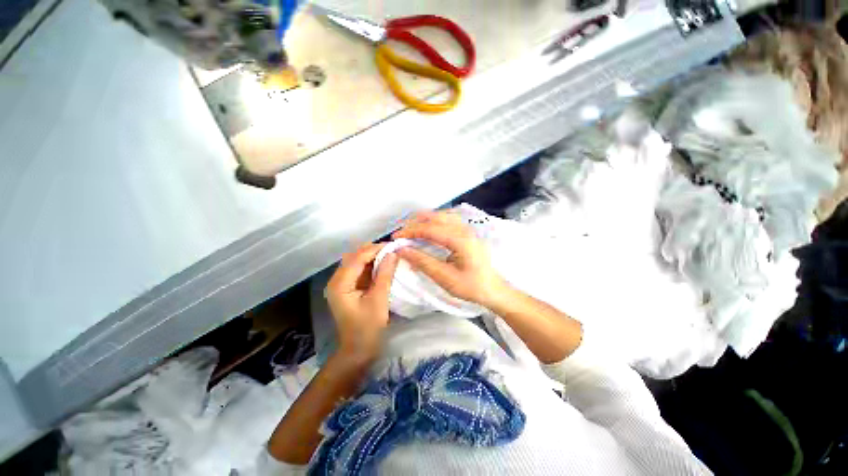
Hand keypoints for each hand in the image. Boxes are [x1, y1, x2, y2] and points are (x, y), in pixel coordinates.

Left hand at [325, 243, 398, 360]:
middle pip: (354, 257)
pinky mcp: (348, 288)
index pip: (357, 258)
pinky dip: (371, 266)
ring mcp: (341, 284)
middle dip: (373, 251)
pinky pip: (359, 271)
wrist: (358, 350)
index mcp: (340, 284)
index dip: (375, 249)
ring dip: (372, 257)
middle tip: (392, 249)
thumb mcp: (379, 300)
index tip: (393, 245)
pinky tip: (383, 265)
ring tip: (389, 254)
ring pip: (356, 262)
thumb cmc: (368, 328)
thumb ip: (385, 275)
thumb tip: (393, 253)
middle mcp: (337, 280)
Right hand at [393, 211, 508, 307]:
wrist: (493, 289)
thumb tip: (402, 250)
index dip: (411, 231)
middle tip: (401, 232)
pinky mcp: (468, 232)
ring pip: (443, 216)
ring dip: (425, 219)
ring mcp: (468, 229)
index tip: (396, 237)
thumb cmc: (471, 286)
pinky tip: (429, 227)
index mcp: (460, 240)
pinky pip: (449, 219)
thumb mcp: (444, 277)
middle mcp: (464, 229)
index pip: (430, 229)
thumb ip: (423, 261)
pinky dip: (435, 221)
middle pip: (436, 218)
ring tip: (411, 228)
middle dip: (416, 223)